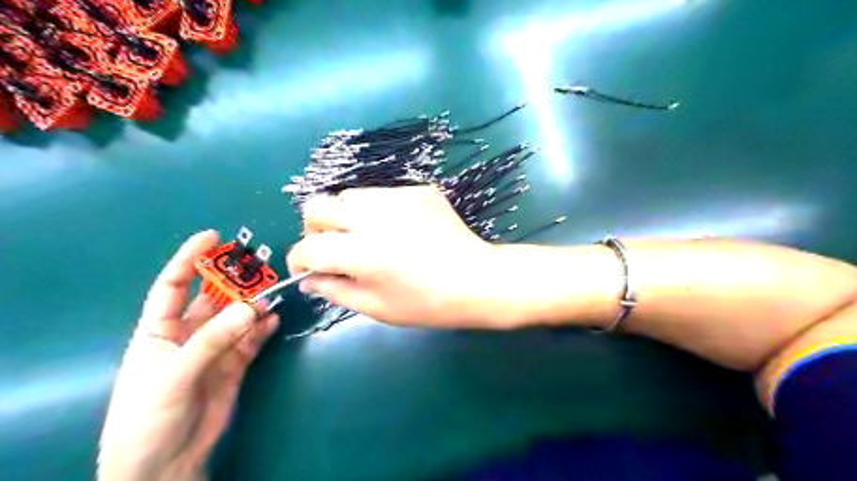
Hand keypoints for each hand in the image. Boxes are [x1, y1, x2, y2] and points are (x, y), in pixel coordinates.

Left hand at [98, 232, 278, 478]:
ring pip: (237, 317)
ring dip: (254, 304)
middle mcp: (188, 334)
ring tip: (274, 292)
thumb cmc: (149, 418)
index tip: (212, 236)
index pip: (174, 286)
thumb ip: (214, 339)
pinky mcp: (235, 365)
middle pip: (213, 298)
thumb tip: (254, 307)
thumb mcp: (174, 375)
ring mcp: (214, 349)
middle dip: (233, 280)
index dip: (189, 259)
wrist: (166, 465)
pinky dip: (264, 328)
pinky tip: (274, 319)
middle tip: (259, 264)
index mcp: (159, 331)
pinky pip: (252, 339)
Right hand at [286, 187, 503, 327]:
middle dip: (314, 230)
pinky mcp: (417, 190)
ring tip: (365, 239)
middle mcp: (372, 216)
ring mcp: (397, 197)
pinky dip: (376, 212)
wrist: (477, 279)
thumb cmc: (427, 303)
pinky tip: (397, 230)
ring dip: (344, 218)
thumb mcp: (376, 307)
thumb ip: (335, 290)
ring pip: (348, 196)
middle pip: (317, 206)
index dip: (299, 261)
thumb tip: (308, 279)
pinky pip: (381, 195)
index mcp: (360, 252)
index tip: (307, 271)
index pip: (307, 248)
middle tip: (332, 250)